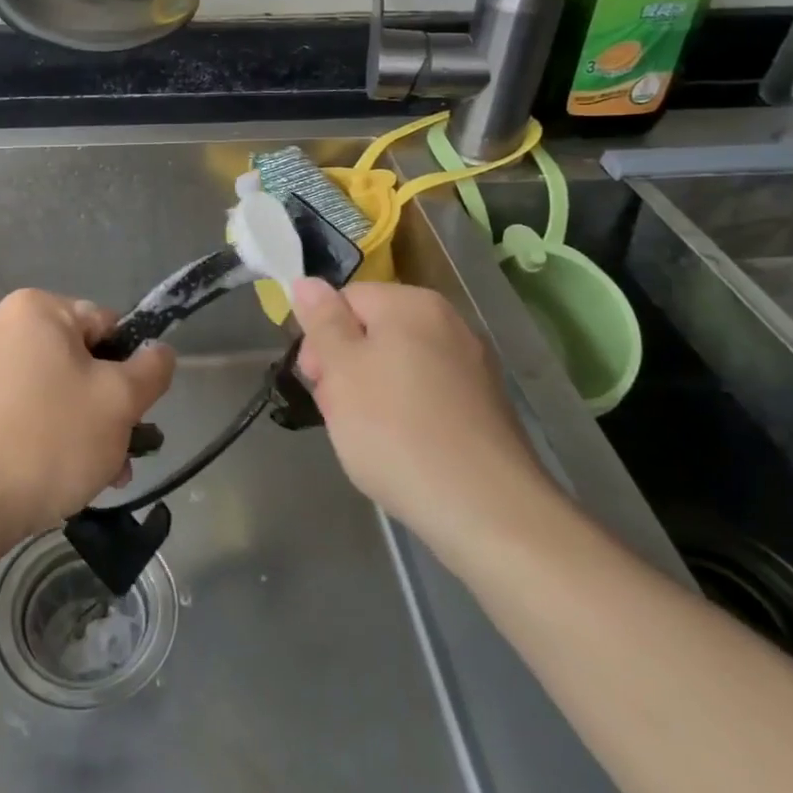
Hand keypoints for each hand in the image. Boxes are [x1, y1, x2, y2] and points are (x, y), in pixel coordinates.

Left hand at [0, 289, 175, 548]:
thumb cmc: (48, 441)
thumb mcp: (119, 402)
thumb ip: (151, 369)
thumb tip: (159, 351)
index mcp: (34, 307)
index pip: (105, 326)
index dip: (127, 370)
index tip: (131, 415)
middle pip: (75, 359)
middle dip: (102, 407)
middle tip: (117, 457)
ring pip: (47, 388)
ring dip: (76, 425)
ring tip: (92, 476)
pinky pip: (15, 406)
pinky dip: (39, 432)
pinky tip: (51, 475)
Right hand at [293, 278, 557, 559]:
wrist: (485, 509)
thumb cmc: (396, 430)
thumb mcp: (341, 370)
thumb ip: (322, 321)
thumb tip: (307, 282)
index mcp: (411, 304)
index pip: (347, 299)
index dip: (321, 337)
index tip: (315, 381)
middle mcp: (448, 323)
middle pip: (373, 332)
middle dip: (345, 368)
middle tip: (337, 412)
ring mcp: (472, 366)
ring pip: (398, 366)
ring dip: (371, 394)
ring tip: (366, 438)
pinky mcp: (484, 407)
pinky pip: (426, 395)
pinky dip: (405, 414)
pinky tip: (400, 450)